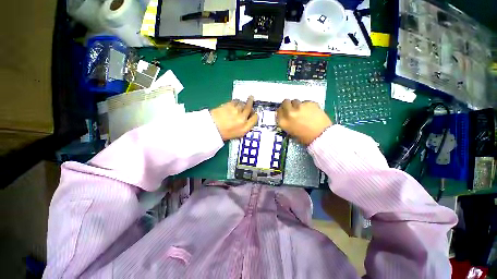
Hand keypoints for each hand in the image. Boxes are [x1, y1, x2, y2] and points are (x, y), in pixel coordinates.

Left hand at [211, 96, 257, 140]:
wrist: (211, 129)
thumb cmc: (223, 134)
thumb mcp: (237, 135)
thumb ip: (244, 127)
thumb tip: (246, 120)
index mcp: (245, 128)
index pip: (255, 118)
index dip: (255, 114)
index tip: (254, 112)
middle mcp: (243, 119)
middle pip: (250, 108)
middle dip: (251, 103)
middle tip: (251, 98)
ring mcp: (236, 111)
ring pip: (243, 103)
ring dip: (242, 103)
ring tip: (240, 103)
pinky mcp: (230, 105)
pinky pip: (236, 101)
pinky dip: (236, 101)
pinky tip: (234, 102)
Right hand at [277, 99, 331, 144]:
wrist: (321, 137)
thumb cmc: (305, 138)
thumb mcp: (291, 132)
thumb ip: (286, 122)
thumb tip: (286, 116)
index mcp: (283, 122)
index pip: (278, 111)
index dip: (282, 110)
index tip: (285, 111)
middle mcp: (289, 113)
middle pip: (285, 102)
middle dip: (288, 104)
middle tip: (293, 109)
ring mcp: (300, 107)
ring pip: (296, 101)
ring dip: (298, 105)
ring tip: (304, 111)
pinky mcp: (310, 103)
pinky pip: (306, 102)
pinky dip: (307, 106)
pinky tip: (312, 112)